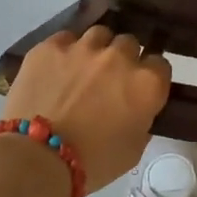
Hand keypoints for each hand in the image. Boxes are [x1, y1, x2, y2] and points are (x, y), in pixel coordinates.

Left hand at [1, 27, 171, 192]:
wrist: (36, 158)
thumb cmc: (93, 162)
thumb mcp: (134, 149)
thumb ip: (142, 119)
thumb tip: (136, 108)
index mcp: (146, 83)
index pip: (160, 64)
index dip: (150, 76)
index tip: (139, 88)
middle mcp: (119, 57)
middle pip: (129, 44)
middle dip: (123, 59)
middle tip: (110, 80)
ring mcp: (84, 47)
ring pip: (99, 34)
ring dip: (97, 49)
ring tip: (83, 68)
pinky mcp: (50, 47)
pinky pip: (66, 39)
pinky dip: (66, 51)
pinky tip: (56, 68)